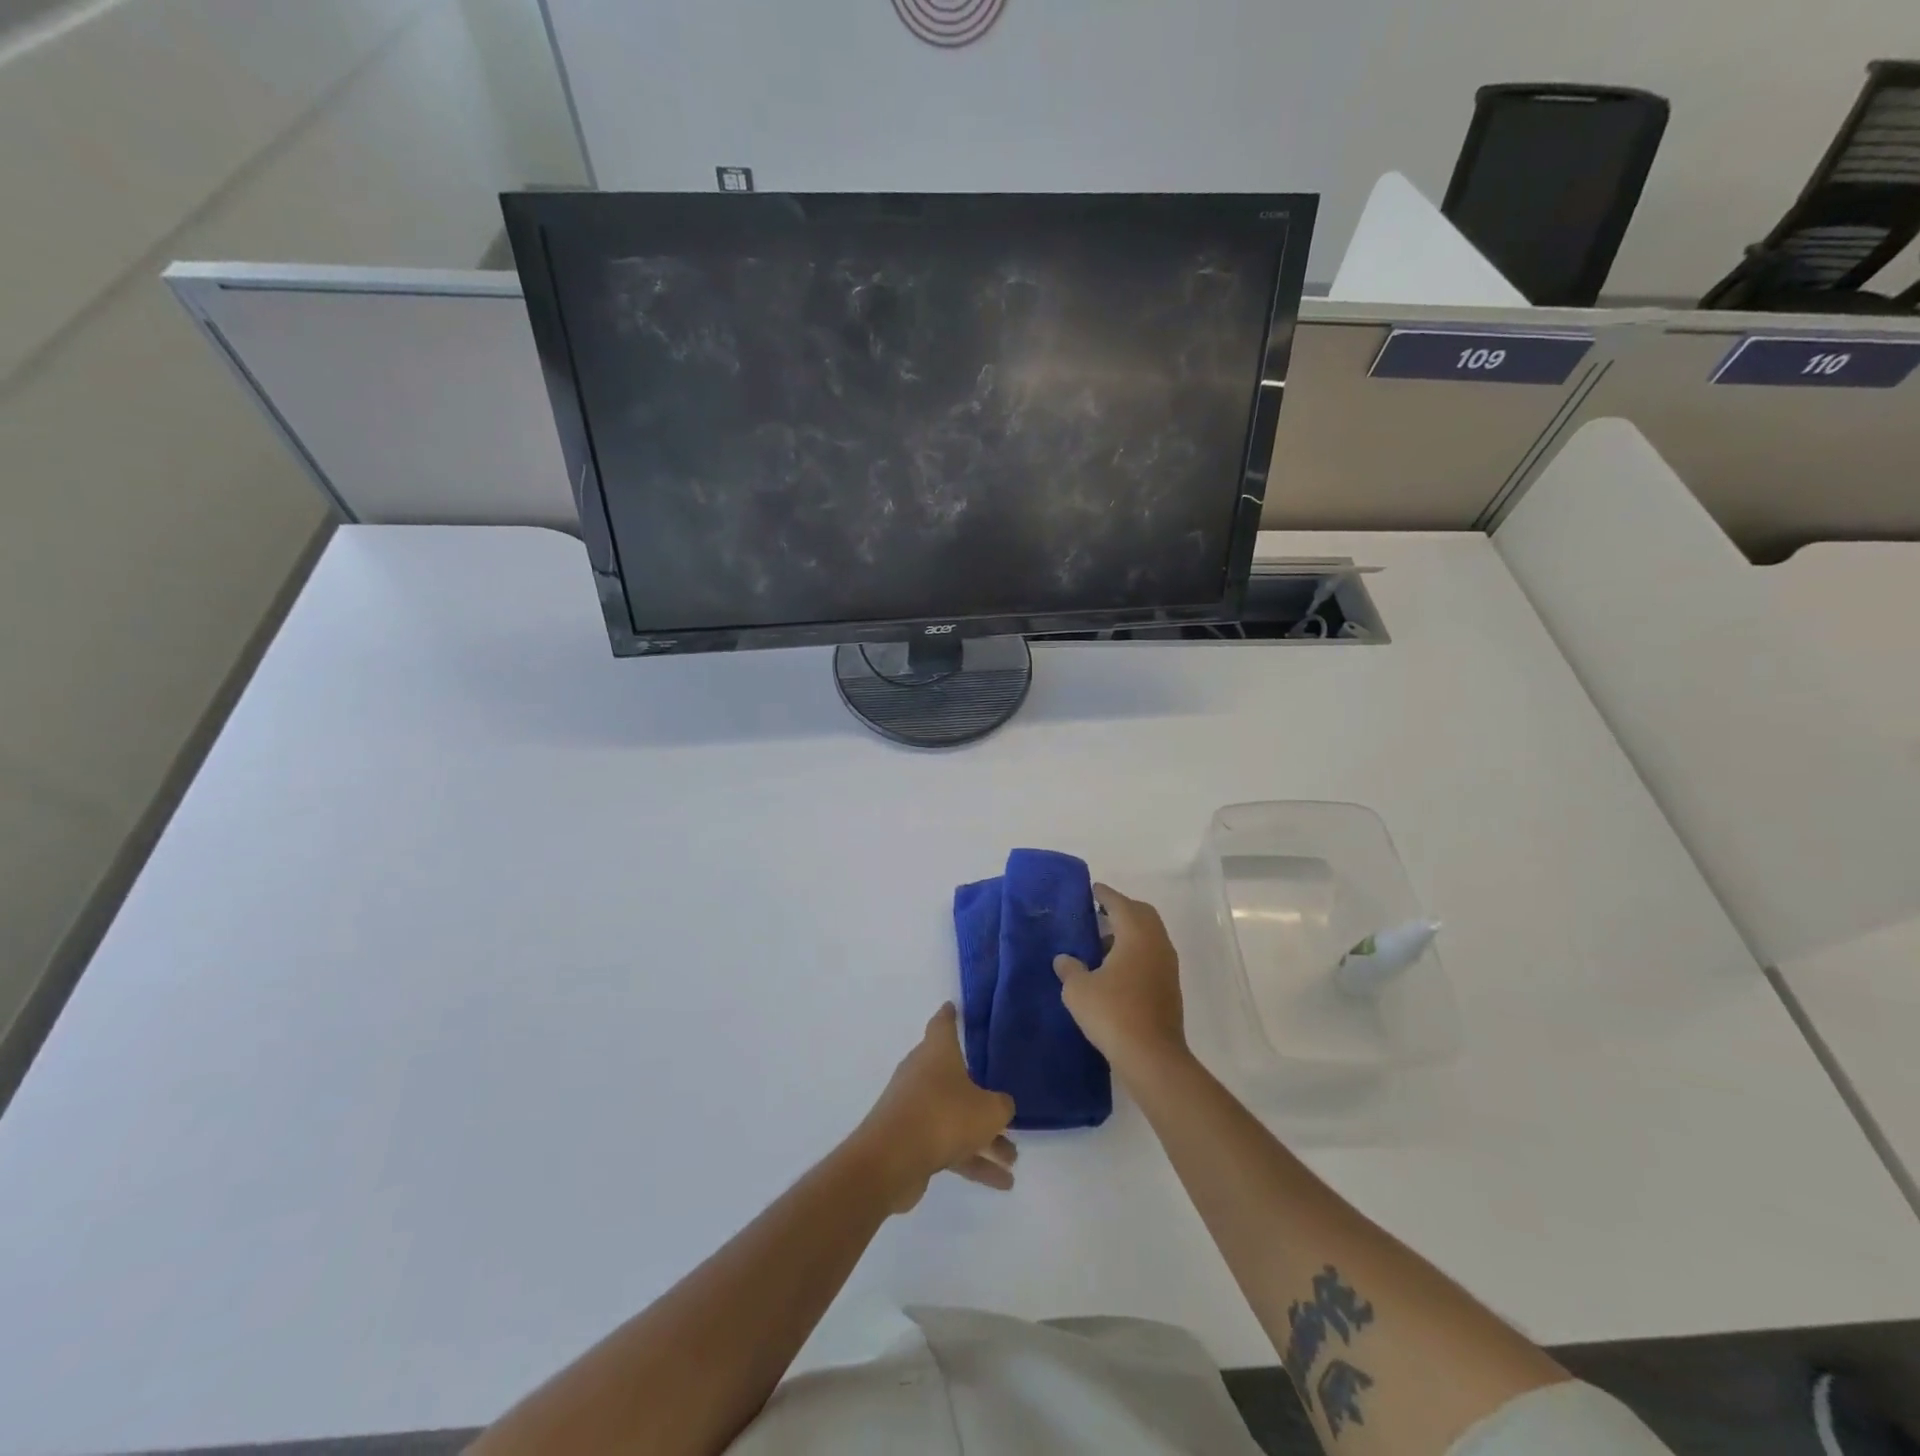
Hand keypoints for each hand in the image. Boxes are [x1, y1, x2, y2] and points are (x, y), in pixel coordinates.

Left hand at [856, 1005, 1017, 1212]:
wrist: (891, 1160)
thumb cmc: (943, 1116)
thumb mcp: (988, 1110)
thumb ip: (1001, 1106)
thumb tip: (1000, 1107)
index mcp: (937, 1053)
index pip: (943, 1024)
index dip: (950, 1016)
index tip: (954, 1007)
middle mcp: (922, 1074)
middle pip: (954, 1077)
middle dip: (980, 1095)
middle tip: (1004, 1106)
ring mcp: (914, 1108)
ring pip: (955, 1117)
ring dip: (983, 1138)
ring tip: (1012, 1160)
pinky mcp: (910, 1141)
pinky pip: (948, 1146)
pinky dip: (972, 1160)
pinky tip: (1000, 1183)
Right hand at [1054, 883, 1187, 1079]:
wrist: (1152, 1056)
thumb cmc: (1113, 1013)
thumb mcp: (1078, 990)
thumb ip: (1070, 968)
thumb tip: (1065, 959)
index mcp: (1136, 934)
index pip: (1120, 903)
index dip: (1105, 894)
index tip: (1092, 889)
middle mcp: (1157, 943)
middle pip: (1141, 914)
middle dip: (1121, 910)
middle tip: (1098, 914)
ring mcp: (1167, 966)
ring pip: (1149, 936)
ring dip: (1129, 933)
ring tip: (1102, 943)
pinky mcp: (1169, 987)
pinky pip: (1152, 955)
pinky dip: (1135, 952)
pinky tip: (1115, 969)